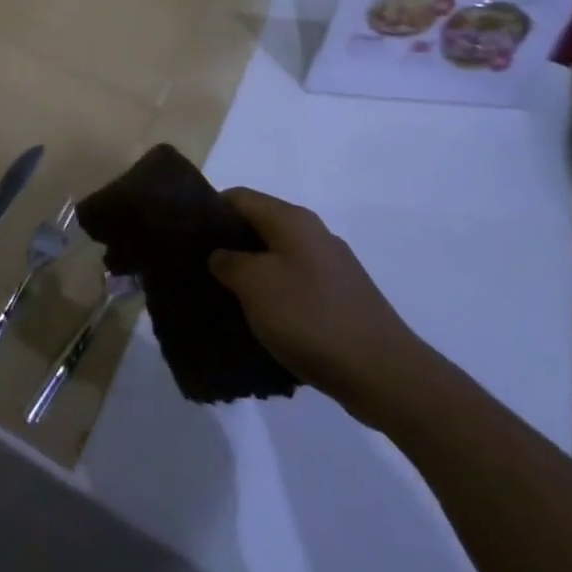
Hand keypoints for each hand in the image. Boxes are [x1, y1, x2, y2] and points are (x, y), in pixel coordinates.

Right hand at [208, 188, 434, 425]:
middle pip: (259, 225)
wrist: (384, 374)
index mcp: (292, 220)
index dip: (210, 211)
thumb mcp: (253, 285)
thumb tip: (220, 255)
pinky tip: (262, 320)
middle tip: (200, 268)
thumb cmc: (310, 318)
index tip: (187, 236)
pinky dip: (275, 294)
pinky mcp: (342, 298)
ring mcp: (332, 267)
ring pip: (277, 257)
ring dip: (251, 272)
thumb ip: (228, 262)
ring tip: (225, 297)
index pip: (239, 196)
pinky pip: (296, 284)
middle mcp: (314, 234)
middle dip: (229, 244)